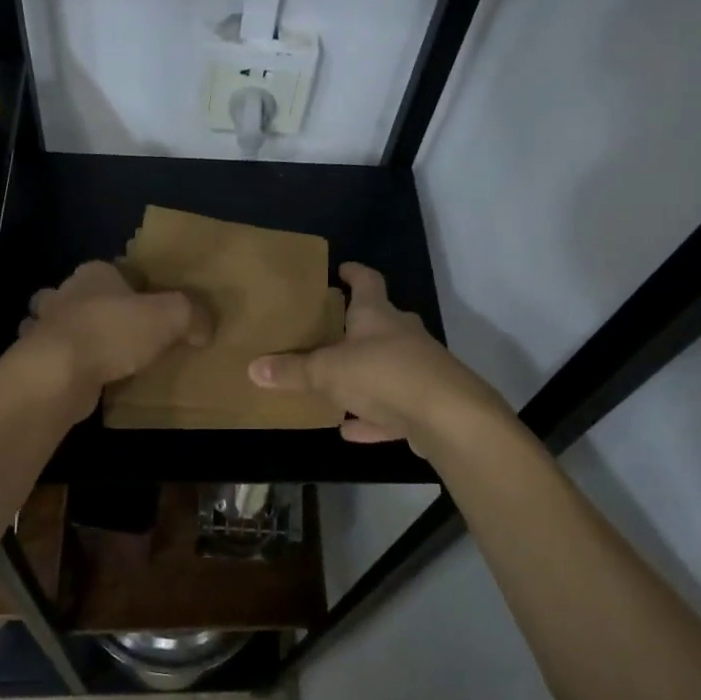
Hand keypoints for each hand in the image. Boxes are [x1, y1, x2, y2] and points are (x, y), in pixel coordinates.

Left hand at [15, 260, 210, 417]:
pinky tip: (83, 378)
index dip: (132, 286)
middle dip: (98, 309)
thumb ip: (192, 316)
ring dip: (76, 336)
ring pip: (62, 326)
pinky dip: (66, 365)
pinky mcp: (36, 360)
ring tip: (102, 356)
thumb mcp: (169, 316)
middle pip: (84, 296)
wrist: (59, 373)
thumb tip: (205, 329)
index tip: (148, 306)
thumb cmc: (113, 332)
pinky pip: (56, 358)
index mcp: (94, 273)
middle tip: (126, 332)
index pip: (115, 271)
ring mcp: (44, 327)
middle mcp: (65, 294)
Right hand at [247, 262, 507, 450]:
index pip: (367, 281)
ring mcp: (419, 369)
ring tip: (336, 382)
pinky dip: (373, 417)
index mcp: (378, 315)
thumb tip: (252, 367)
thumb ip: (292, 371)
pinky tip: (351, 430)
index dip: (354, 273)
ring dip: (364, 374)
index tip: (341, 269)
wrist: (448, 417)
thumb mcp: (328, 372)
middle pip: (380, 322)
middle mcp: (402, 335)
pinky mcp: (427, 404)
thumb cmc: (384, 375)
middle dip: (357, 325)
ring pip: (387, 366)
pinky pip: (393, 408)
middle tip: (331, 329)